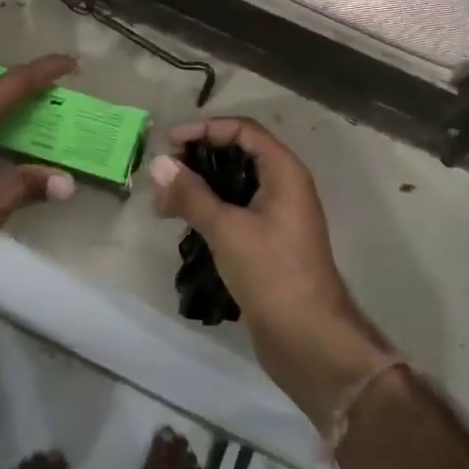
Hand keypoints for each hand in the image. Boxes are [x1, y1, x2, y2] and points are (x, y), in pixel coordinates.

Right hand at [149, 118, 396, 432]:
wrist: (309, 339)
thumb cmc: (272, 273)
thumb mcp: (227, 228)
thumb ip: (192, 194)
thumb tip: (159, 164)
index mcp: (284, 172)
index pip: (244, 131)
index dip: (206, 129)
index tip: (170, 142)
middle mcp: (284, 187)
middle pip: (238, 156)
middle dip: (199, 161)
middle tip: (163, 175)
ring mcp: (278, 217)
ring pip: (235, 188)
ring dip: (200, 189)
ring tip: (163, 205)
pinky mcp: (269, 244)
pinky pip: (236, 213)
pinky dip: (210, 212)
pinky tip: (183, 226)